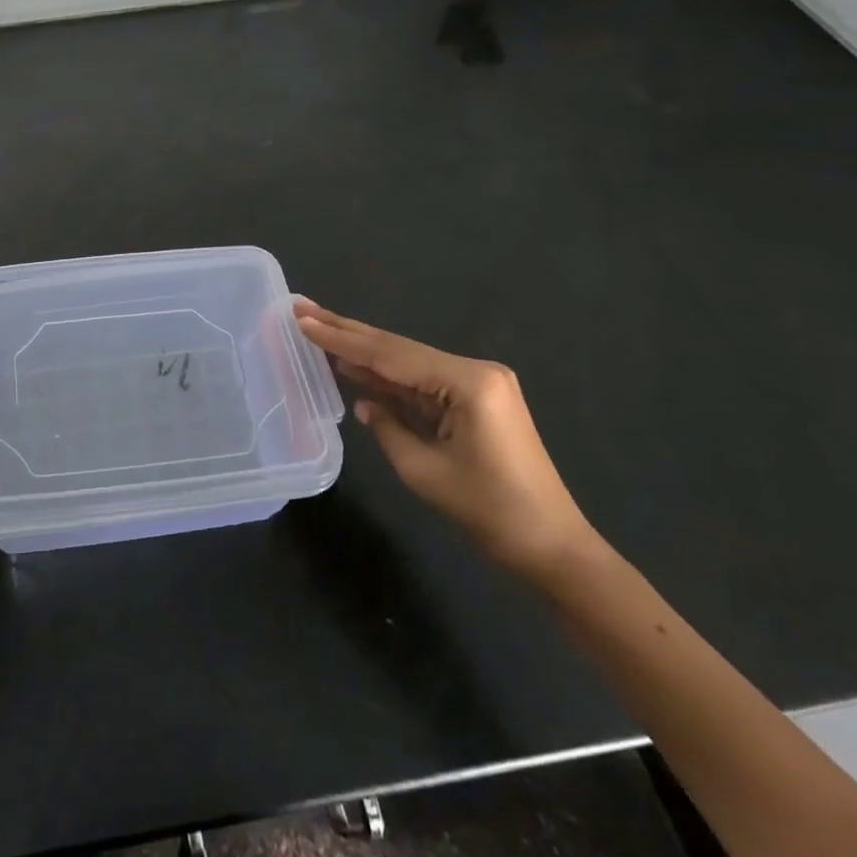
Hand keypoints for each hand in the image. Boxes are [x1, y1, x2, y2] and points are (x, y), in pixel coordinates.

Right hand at [294, 300, 596, 583]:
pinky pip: (423, 382)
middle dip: (348, 332)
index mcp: (467, 382)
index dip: (342, 340)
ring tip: (319, 329)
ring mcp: (479, 383)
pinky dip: (389, 376)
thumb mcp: (423, 471)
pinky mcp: (478, 400)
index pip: (390, 355)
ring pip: (408, 362)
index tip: (304, 319)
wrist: (553, 547)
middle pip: (398, 348)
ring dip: (364, 352)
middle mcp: (475, 371)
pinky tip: (356, 365)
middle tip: (304, 309)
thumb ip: (387, 427)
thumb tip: (365, 403)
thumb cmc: (489, 512)